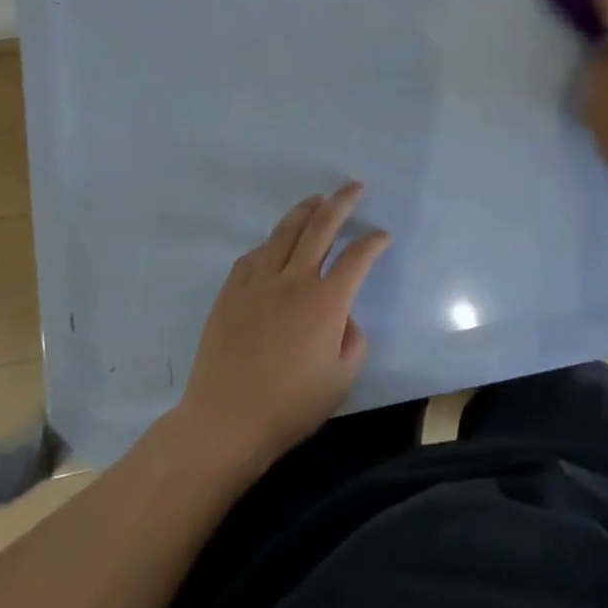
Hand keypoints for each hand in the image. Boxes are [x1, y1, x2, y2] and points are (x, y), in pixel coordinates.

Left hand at [174, 183, 389, 476]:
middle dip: (342, 202)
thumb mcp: (342, 380)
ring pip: (285, 231)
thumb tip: (344, 316)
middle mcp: (294, 280)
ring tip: (318, 199)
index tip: (382, 235)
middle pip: (321, 227)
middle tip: (354, 187)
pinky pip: (256, 254)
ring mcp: (259, 281)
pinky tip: (277, 242)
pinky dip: (273, 241)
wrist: (225, 421)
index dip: (374, 242)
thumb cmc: (290, 406)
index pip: (357, 258)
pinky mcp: (232, 290)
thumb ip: (354, 340)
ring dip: (306, 210)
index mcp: (326, 302)